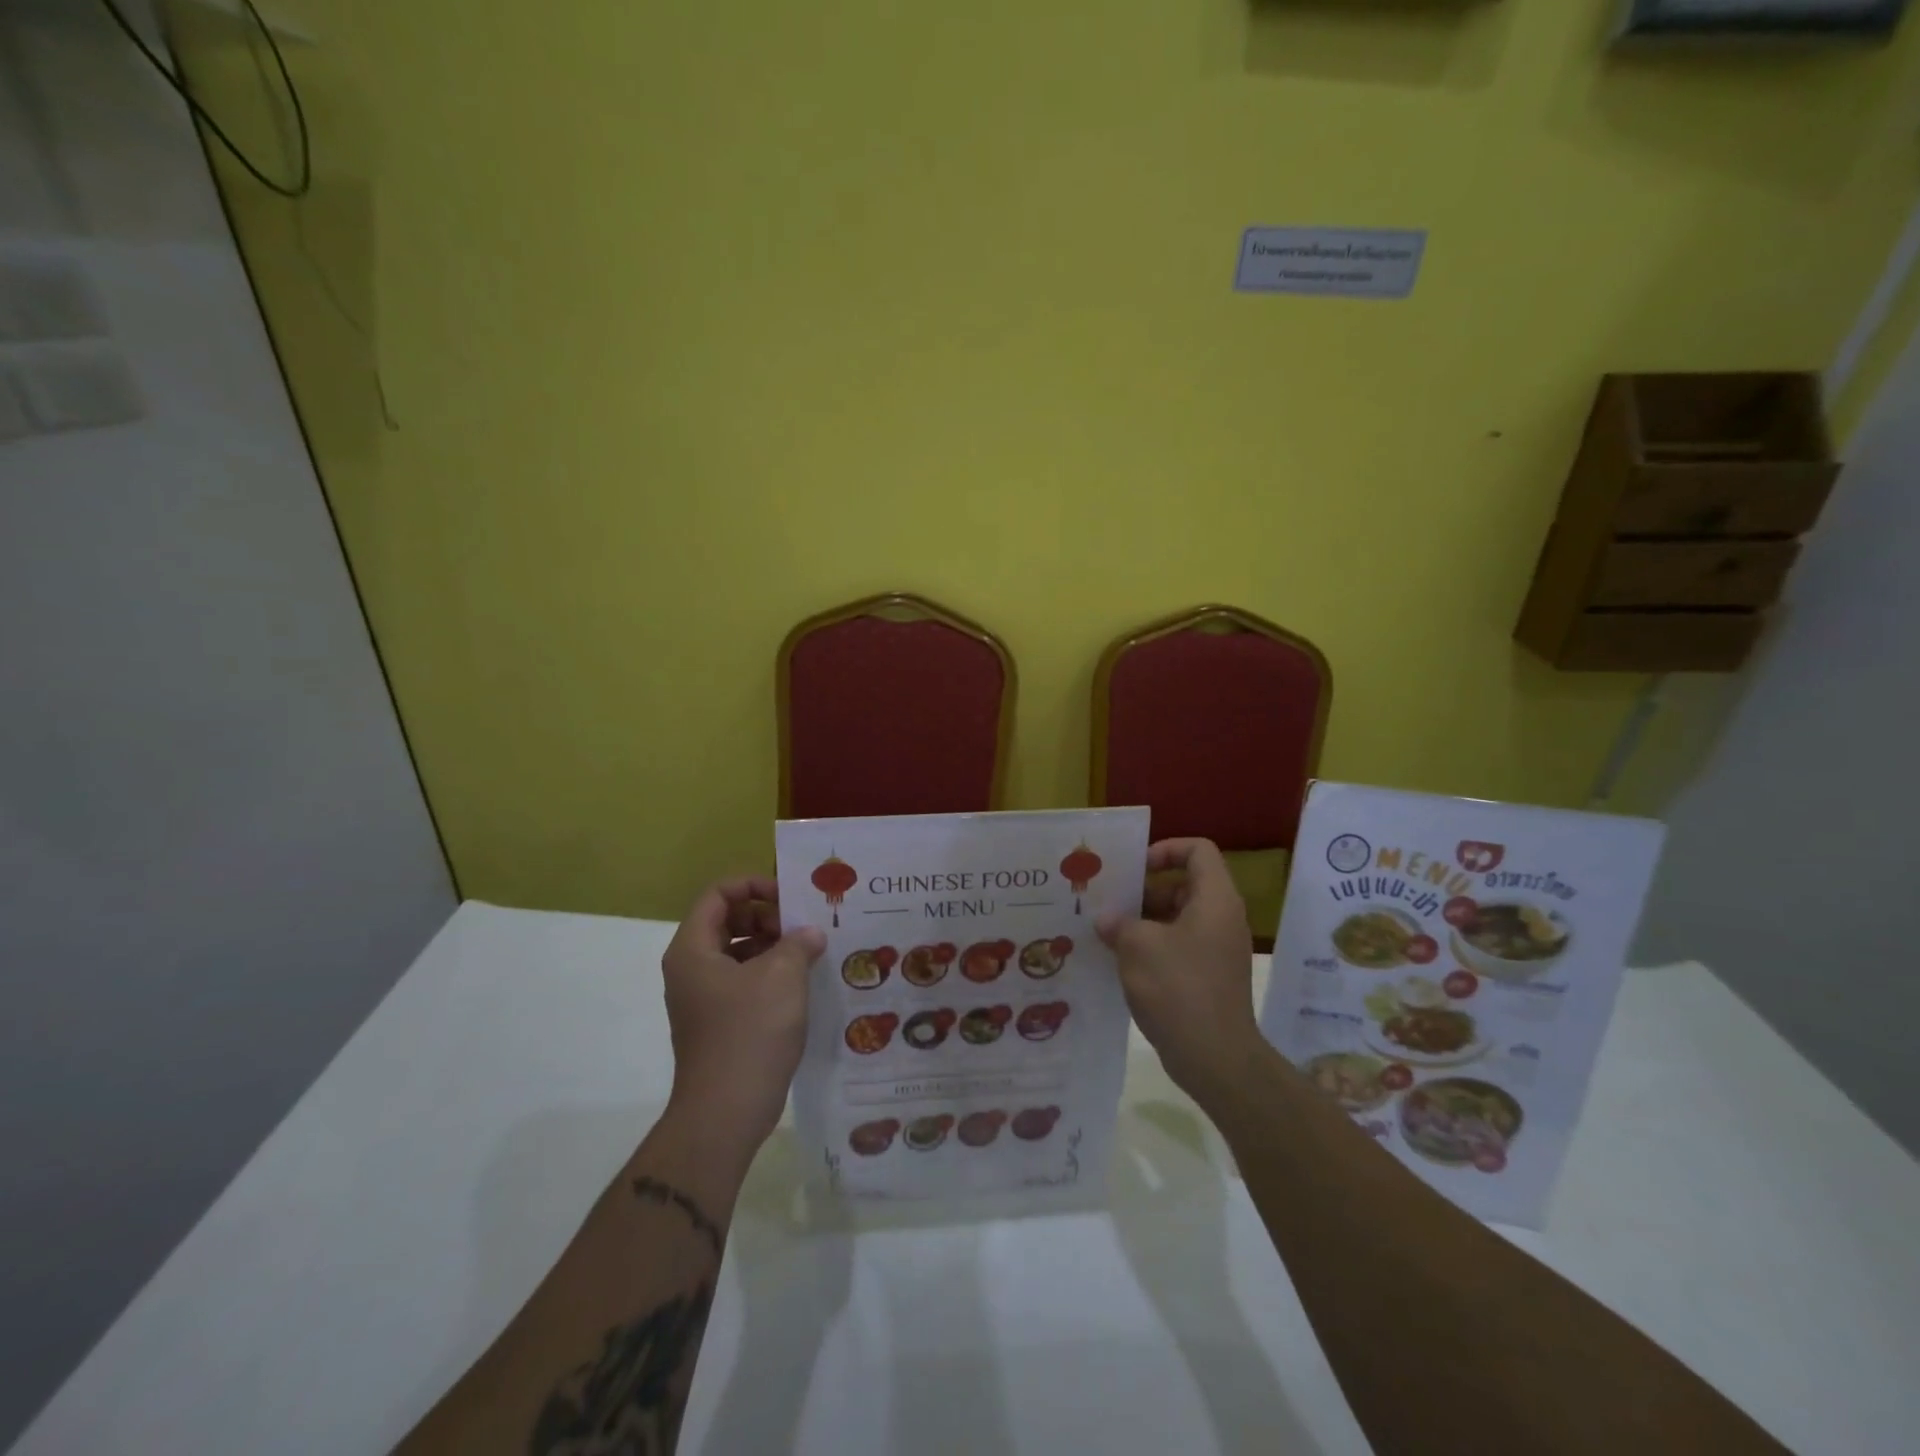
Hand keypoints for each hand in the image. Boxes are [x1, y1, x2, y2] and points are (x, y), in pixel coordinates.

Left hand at [661, 877, 826, 1151]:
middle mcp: (691, 968)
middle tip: (802, 926)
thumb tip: (810, 934)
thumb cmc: (750, 1032)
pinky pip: (744, 981)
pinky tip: (802, 983)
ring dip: (773, 946)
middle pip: (728, 921)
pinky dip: (771, 974)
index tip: (789, 897)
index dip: (753, 885)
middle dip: (767, 916)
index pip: (718, 895)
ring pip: (738, 953)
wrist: (725, 1113)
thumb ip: (798, 942)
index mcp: (693, 949)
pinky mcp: (719, 1022)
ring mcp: (703, 998)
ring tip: (810, 952)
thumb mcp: (782, 976)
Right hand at [1097, 839, 1264, 1101]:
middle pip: (1183, 885)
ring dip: (1142, 922)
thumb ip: (1118, 923)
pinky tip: (1118, 961)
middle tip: (1107, 901)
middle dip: (1143, 891)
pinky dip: (1151, 947)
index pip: (1199, 851)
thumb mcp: (1138, 946)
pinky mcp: (1208, 977)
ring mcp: (1216, 950)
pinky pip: (1178, 947)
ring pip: (1176, 919)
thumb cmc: (1179, 988)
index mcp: (1215, 900)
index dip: (1166, 850)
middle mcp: (1221, 919)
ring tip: (1104, 932)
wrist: (1215, 1058)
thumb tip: (1105, 919)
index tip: (1135, 869)